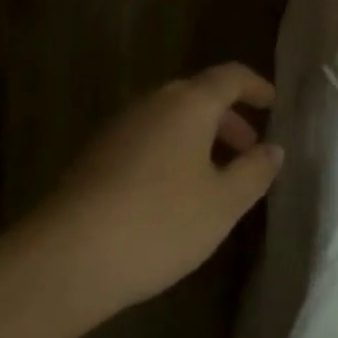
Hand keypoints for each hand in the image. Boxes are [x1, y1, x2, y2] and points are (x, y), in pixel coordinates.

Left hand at [3, 64, 282, 334]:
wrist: (63, 260)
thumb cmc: (158, 223)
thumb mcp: (223, 203)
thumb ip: (255, 172)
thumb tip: (273, 149)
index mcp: (189, 103)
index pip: (230, 77)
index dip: (255, 87)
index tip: (273, 104)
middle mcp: (153, 103)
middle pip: (199, 96)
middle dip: (229, 119)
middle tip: (249, 149)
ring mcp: (119, 128)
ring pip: (170, 120)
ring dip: (199, 138)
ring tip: (215, 177)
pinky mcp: (95, 157)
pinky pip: (147, 140)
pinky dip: (171, 153)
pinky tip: (173, 195)